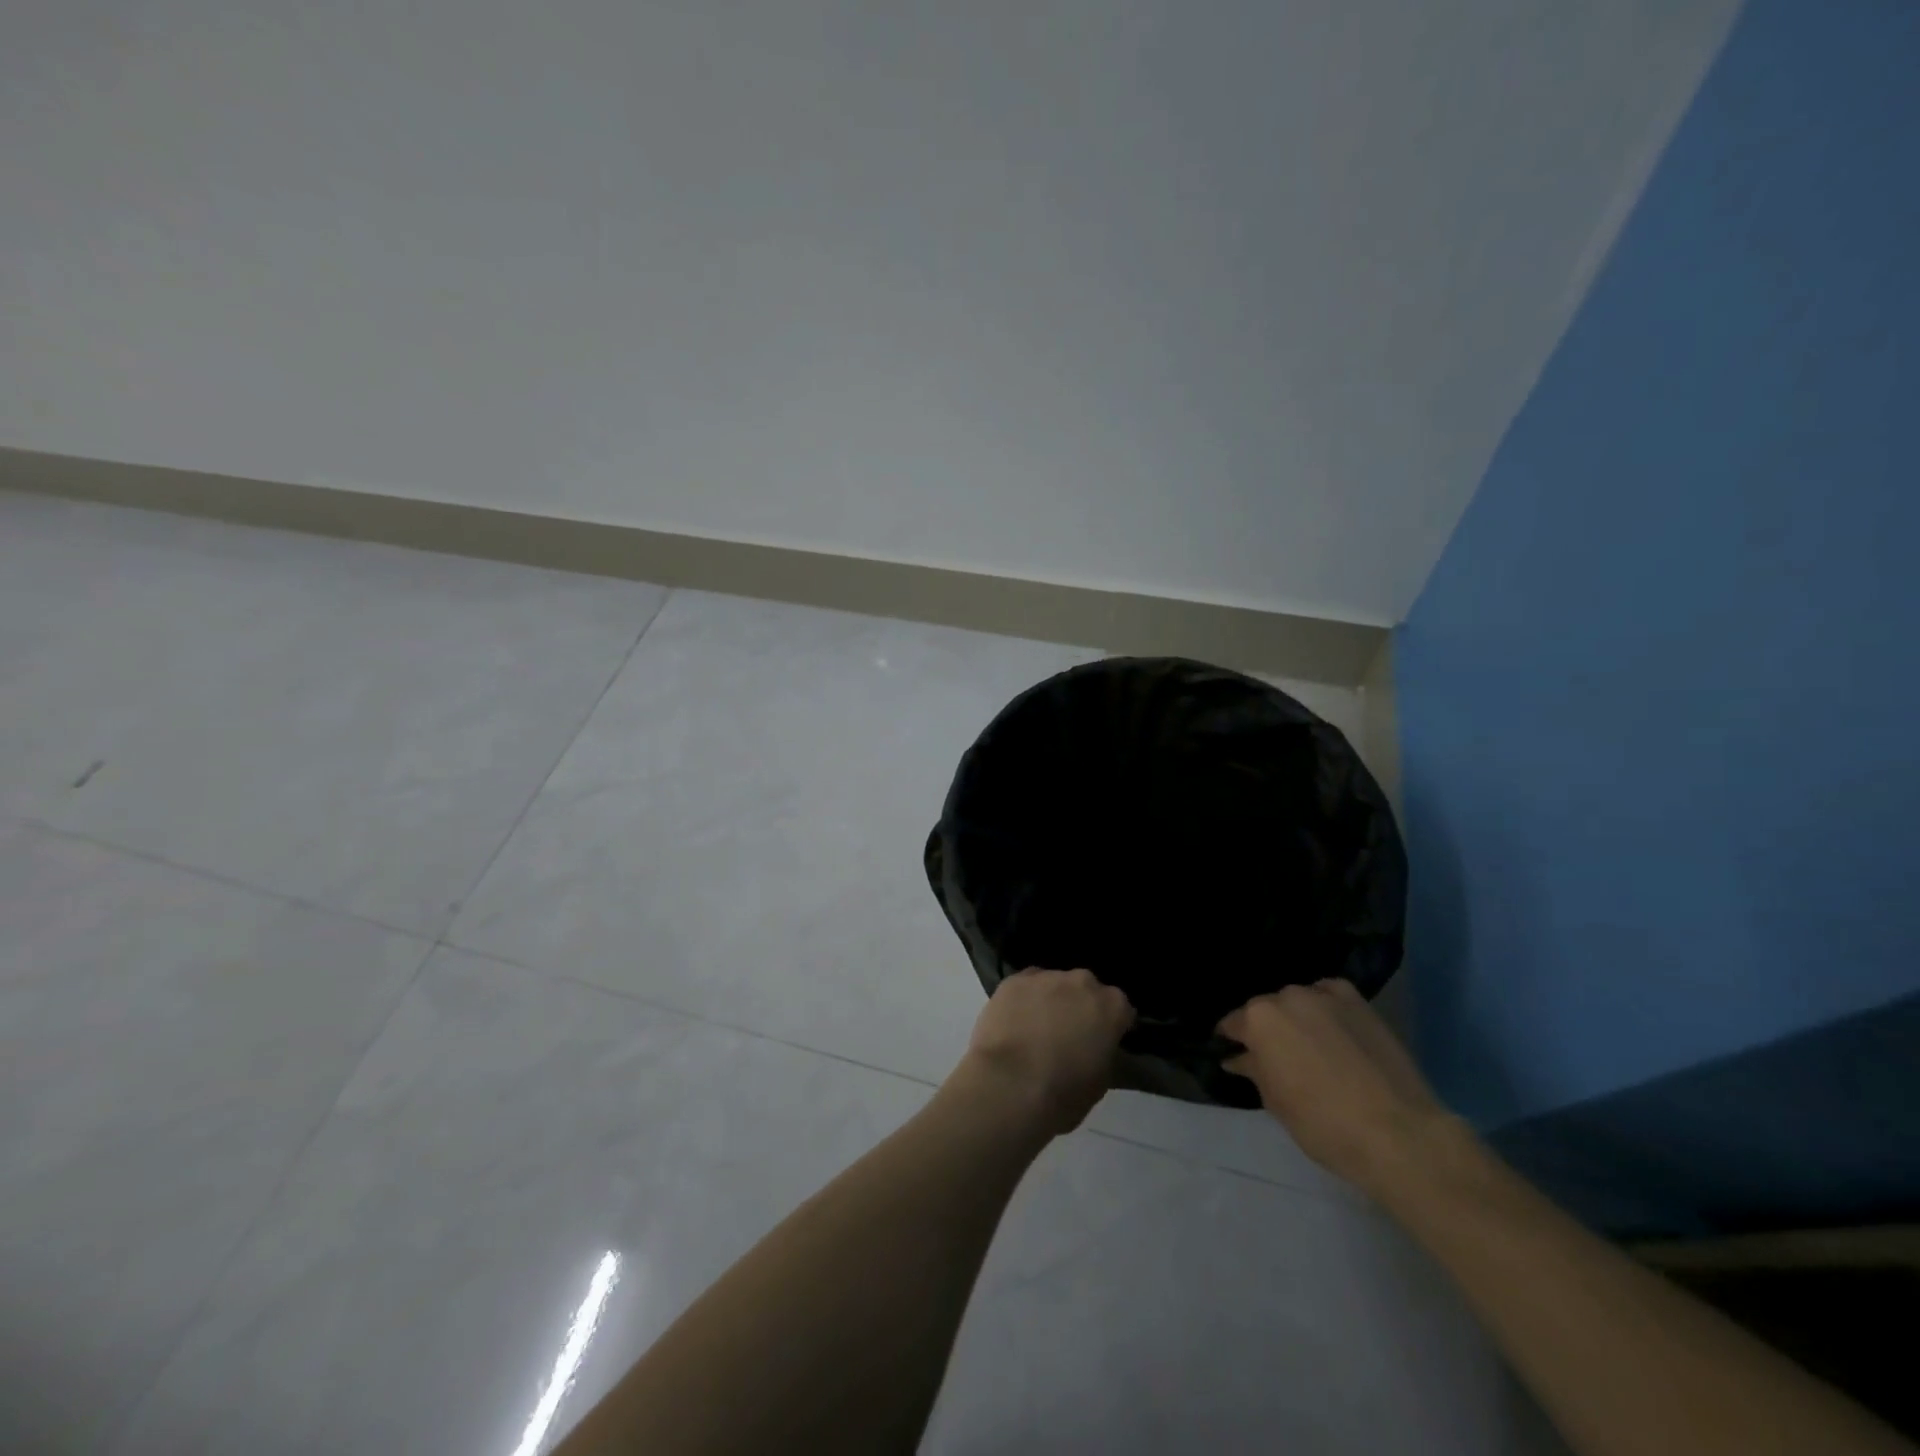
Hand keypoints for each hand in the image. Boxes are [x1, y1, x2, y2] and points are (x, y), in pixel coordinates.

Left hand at [951, 968, 1134, 1137]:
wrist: (1009, 1085)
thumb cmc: (1062, 1093)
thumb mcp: (1100, 1082)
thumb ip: (1102, 1053)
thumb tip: (1095, 1047)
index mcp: (1112, 1006)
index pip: (1121, 1010)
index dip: (1111, 1026)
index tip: (1101, 1042)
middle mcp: (1082, 982)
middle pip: (1086, 990)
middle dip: (1080, 1007)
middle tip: (1067, 1035)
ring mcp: (1046, 977)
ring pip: (1054, 985)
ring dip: (1051, 1001)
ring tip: (1035, 1030)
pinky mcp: (1014, 980)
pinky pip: (1026, 986)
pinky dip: (1024, 1000)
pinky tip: (1015, 1021)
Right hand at [1217, 979, 1451, 1197]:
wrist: (1398, 1133)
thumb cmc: (1324, 1124)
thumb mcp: (1276, 1103)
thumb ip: (1254, 1071)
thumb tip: (1237, 1058)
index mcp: (1258, 1019)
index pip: (1233, 1023)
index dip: (1231, 1041)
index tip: (1233, 1054)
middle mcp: (1287, 996)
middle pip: (1267, 1009)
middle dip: (1267, 1029)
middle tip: (1277, 1056)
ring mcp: (1325, 995)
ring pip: (1298, 1001)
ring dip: (1297, 1017)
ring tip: (1309, 1044)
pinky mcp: (1358, 1002)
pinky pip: (1329, 995)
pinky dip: (1325, 1007)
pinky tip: (1333, 1028)